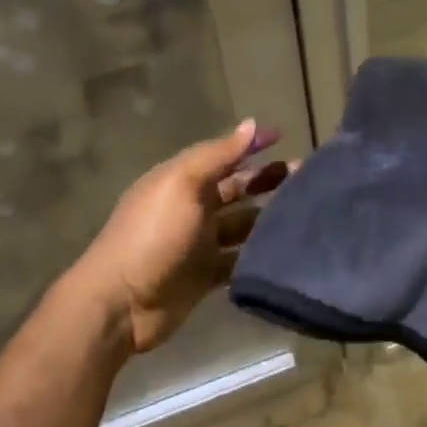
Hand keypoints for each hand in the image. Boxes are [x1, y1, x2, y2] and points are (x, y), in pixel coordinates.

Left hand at [65, 119, 291, 354]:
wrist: (121, 303)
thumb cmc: (152, 234)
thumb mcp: (182, 184)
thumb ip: (218, 155)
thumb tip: (250, 124)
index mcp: (182, 180)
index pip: (222, 155)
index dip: (250, 145)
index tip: (283, 136)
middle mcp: (192, 207)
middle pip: (236, 188)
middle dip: (267, 179)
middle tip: (305, 176)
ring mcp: (199, 243)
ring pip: (242, 224)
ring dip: (269, 216)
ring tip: (305, 211)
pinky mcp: (206, 275)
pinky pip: (239, 259)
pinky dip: (259, 254)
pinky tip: (288, 248)